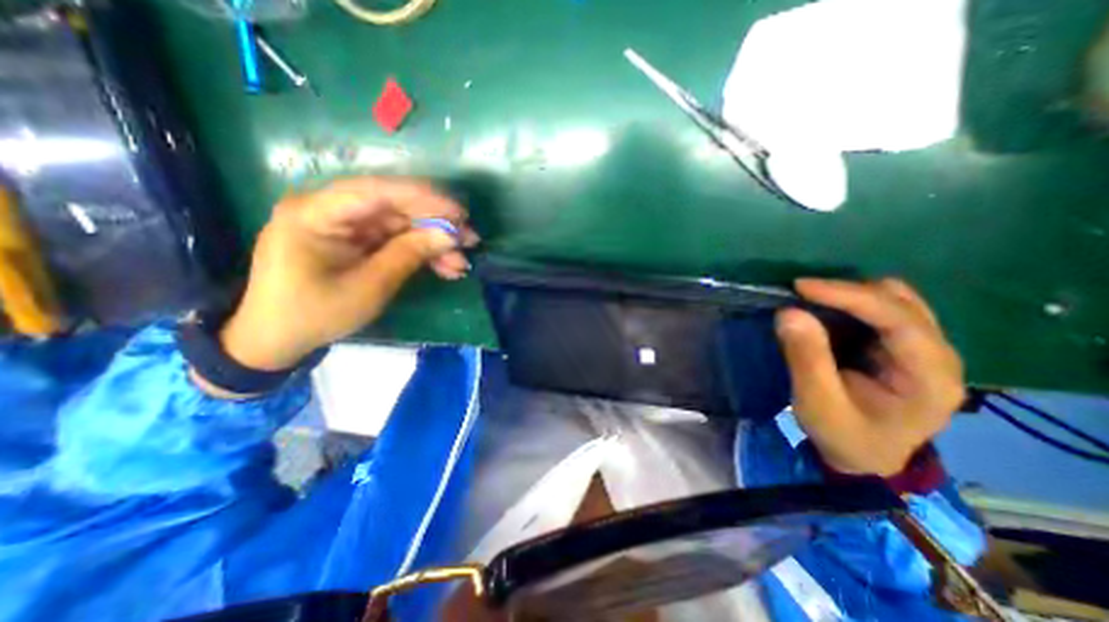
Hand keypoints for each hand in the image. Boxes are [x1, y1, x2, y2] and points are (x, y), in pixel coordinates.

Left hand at [215, 178, 475, 370]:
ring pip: (401, 224)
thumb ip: (409, 255)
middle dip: (436, 224)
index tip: (460, 213)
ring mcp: (344, 224)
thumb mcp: (369, 287)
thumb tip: (451, 235)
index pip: (377, 192)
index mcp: (316, 213)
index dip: (424, 199)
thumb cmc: (315, 314)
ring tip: (461, 263)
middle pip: (394, 206)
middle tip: (470, 239)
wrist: (278, 338)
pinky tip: (445, 267)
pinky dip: (421, 252)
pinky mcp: (355, 239)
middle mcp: (330, 209)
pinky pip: (395, 239)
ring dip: (433, 242)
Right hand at [773, 278, 967, 477]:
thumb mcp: (818, 403)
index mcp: (930, 377)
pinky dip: (851, 303)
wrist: (864, 456)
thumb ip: (806, 358)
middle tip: (800, 296)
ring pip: (894, 299)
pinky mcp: (904, 346)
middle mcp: (938, 356)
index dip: (849, 295)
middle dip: (846, 292)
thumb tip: (788, 312)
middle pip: (900, 301)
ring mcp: (925, 348)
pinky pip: (882, 308)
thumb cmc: (843, 435)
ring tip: (811, 302)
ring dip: (850, 295)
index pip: (898, 319)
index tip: (801, 287)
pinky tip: (826, 312)